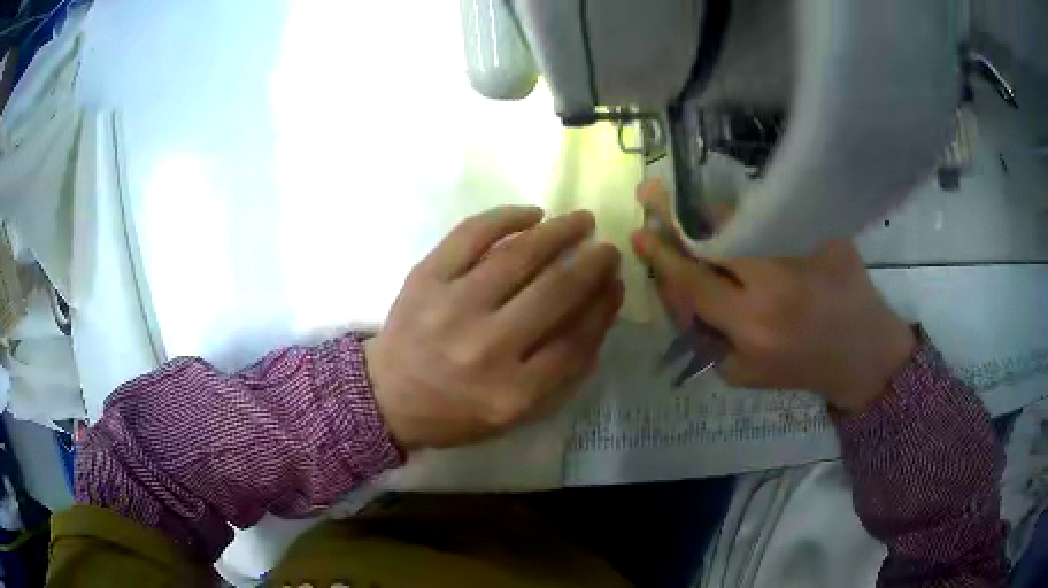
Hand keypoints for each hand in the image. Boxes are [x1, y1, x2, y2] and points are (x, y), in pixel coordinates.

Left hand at [365, 207, 621, 448]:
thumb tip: (599, 311)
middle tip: (607, 248)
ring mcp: (453, 307)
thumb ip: (561, 371)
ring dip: (559, 232)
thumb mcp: (516, 412)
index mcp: (513, 392)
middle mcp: (486, 347)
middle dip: (592, 263)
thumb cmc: (456, 409)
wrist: (388, 395)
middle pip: (555, 292)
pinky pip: (471, 235)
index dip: (604, 307)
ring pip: (519, 256)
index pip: (576, 340)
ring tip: (582, 221)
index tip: (616, 284)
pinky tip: (531, 214)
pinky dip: (505, 218)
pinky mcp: (426, 278)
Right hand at [630, 179, 914, 413]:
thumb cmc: (802, 368)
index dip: (662, 255)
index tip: (640, 233)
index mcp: (752, 323)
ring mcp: (803, 250)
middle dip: (684, 217)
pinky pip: (780, 213)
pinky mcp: (826, 232)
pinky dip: (761, 216)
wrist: (863, 353)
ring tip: (715, 219)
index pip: (694, 280)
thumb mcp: (746, 373)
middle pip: (716, 235)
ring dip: (722, 217)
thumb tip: (681, 293)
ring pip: (746, 217)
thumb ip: (708, 337)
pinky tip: (763, 227)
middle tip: (656, 196)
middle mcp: (774, 281)